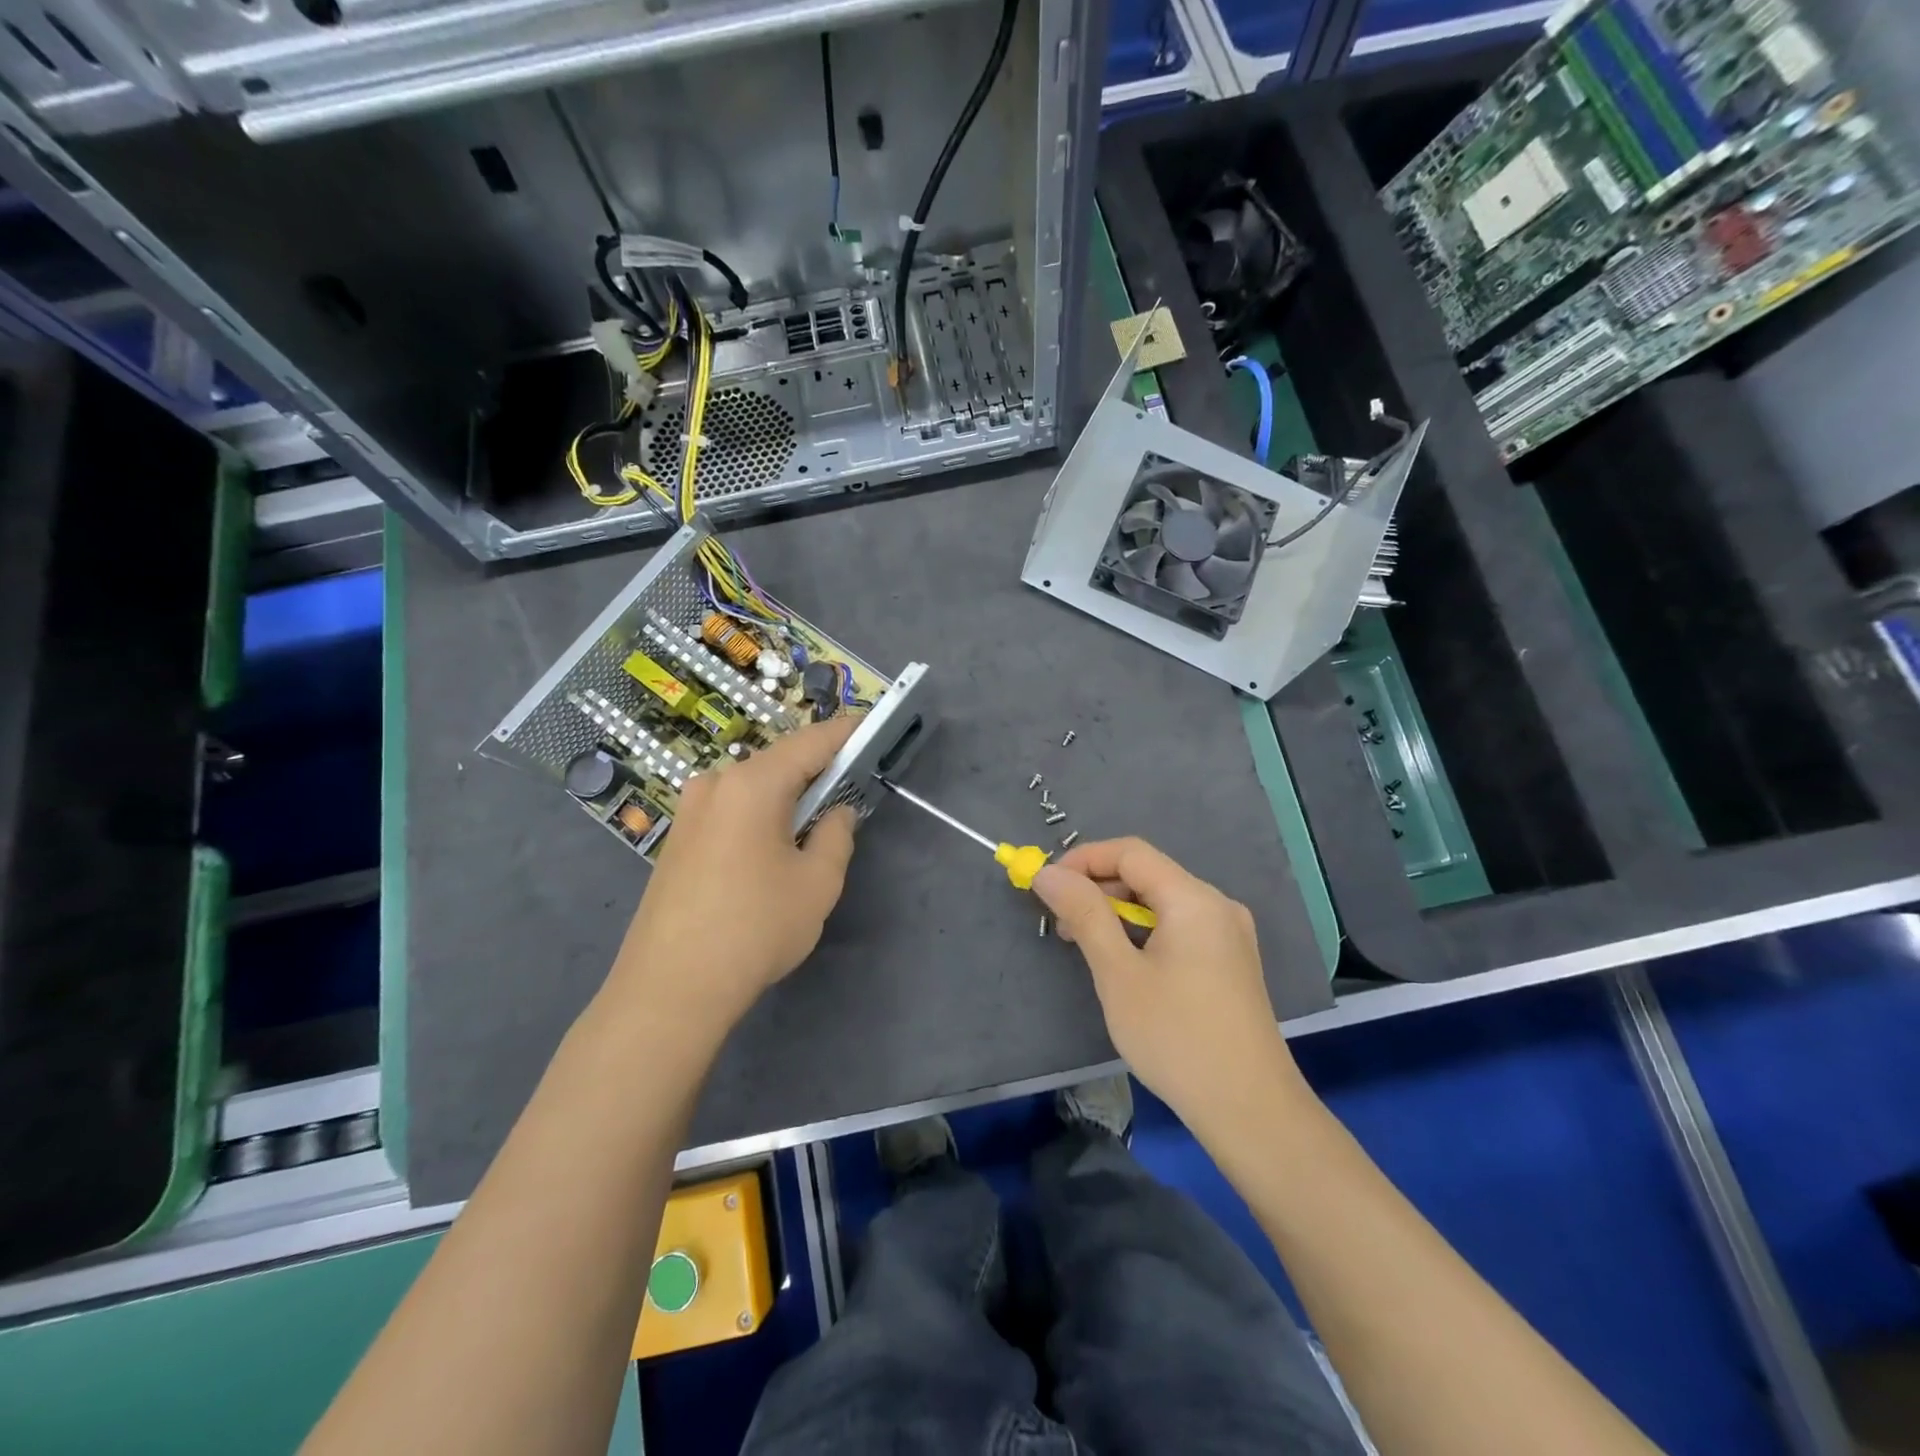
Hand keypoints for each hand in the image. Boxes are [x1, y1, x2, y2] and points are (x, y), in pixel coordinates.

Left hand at [609, 716, 861, 1036]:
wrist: (670, 989)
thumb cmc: (755, 929)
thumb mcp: (817, 883)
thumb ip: (836, 835)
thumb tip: (837, 813)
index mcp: (752, 784)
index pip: (811, 742)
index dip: (846, 733)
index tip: (873, 727)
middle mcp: (715, 784)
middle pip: (779, 763)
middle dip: (818, 769)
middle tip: (852, 783)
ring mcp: (690, 811)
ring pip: (754, 788)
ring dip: (788, 795)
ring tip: (817, 820)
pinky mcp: (678, 839)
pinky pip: (732, 810)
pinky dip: (762, 814)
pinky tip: (775, 845)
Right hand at [1033, 837, 1307, 1131]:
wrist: (1250, 1111)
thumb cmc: (1176, 1037)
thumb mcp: (1118, 973)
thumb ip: (1084, 914)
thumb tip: (1048, 873)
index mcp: (1193, 898)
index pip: (1130, 852)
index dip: (1084, 859)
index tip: (1046, 884)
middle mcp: (1217, 905)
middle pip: (1148, 874)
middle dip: (1099, 888)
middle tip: (1060, 923)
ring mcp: (1229, 934)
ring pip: (1162, 902)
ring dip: (1118, 912)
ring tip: (1085, 944)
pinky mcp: (1231, 961)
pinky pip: (1179, 926)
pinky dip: (1144, 932)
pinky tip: (1124, 963)